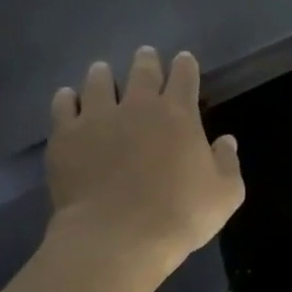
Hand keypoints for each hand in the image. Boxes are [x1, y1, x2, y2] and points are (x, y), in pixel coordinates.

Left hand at [43, 48, 243, 290]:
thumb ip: (228, 162)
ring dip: (103, 74)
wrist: (117, 236)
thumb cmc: (181, 214)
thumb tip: (225, 141)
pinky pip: (63, 106)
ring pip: (99, 82)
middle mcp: (138, 106)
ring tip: (102, 70)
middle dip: (147, 61)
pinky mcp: (65, 137)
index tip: (185, 59)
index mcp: (179, 114)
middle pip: (142, 72)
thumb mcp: (226, 193)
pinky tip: (68, 97)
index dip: (186, 65)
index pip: (184, 77)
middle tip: (146, 54)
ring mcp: (97, 118)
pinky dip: (67, 98)